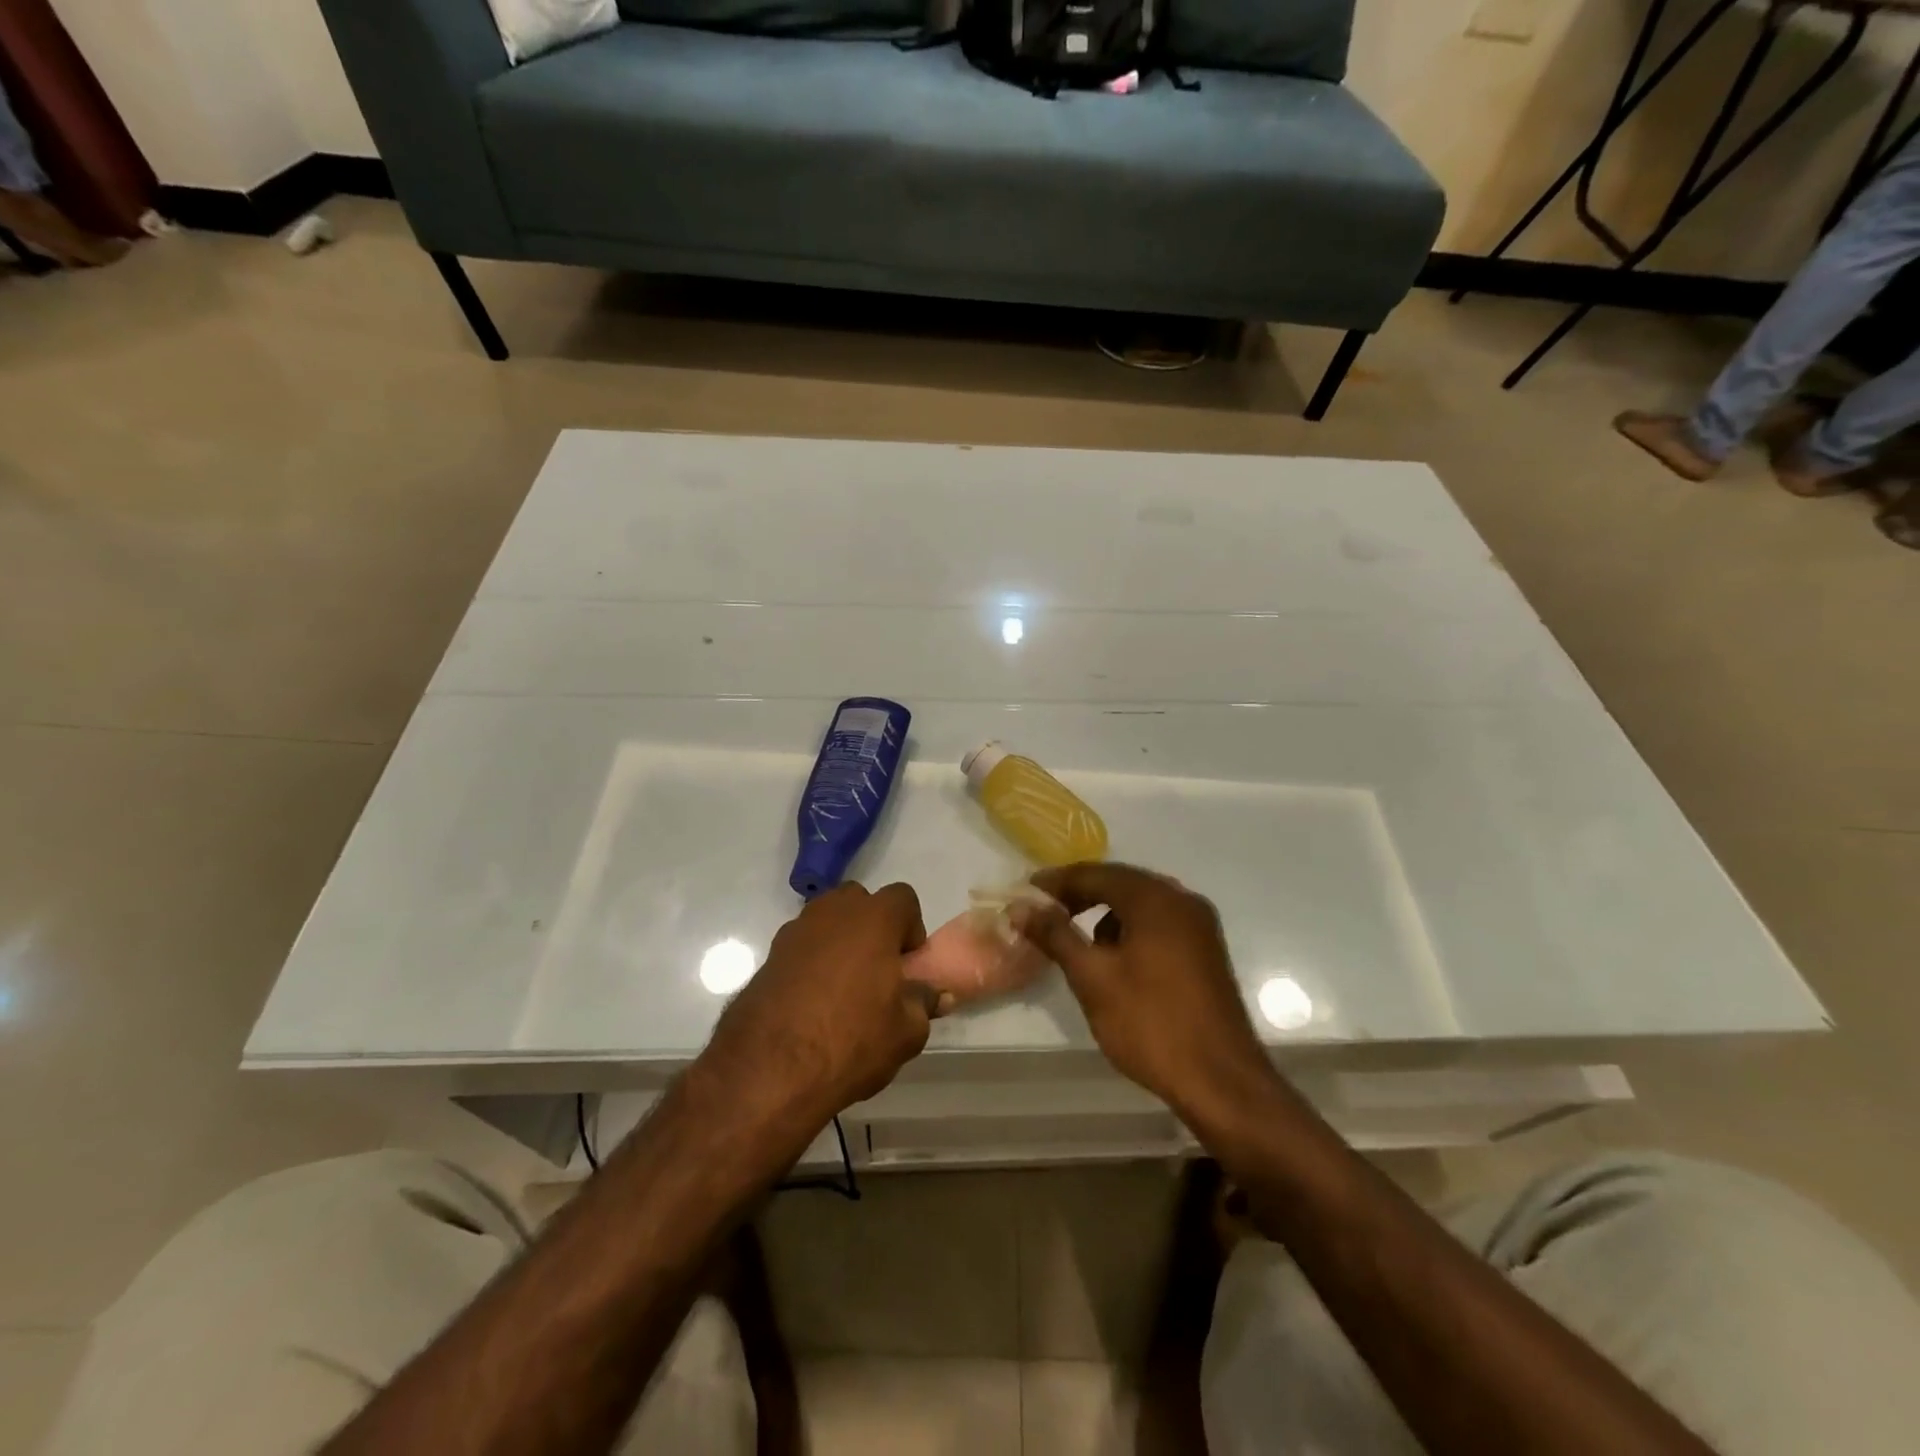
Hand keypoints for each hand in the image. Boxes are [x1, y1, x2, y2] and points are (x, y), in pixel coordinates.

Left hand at [703, 882, 936, 1125]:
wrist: (769, 1069)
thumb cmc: (852, 1040)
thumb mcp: (906, 1031)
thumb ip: (924, 1003)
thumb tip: (938, 994)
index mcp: (873, 918)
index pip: (903, 898)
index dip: (911, 928)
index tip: (908, 965)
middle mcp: (833, 912)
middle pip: (860, 902)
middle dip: (872, 927)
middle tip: (877, 971)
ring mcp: (795, 932)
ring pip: (827, 922)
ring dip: (839, 943)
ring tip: (843, 990)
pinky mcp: (768, 956)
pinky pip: (801, 947)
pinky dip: (811, 963)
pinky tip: (812, 1004)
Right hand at [1017, 863, 1273, 1117]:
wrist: (1221, 1081)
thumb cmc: (1150, 1023)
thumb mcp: (1092, 978)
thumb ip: (1056, 935)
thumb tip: (1021, 907)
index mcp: (1155, 899)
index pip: (1096, 874)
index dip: (1057, 882)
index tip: (1025, 893)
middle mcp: (1182, 901)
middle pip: (1121, 883)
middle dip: (1080, 895)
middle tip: (1044, 912)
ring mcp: (1200, 926)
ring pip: (1141, 905)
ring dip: (1106, 914)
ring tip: (1077, 940)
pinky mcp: (1206, 951)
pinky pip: (1159, 924)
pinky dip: (1131, 930)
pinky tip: (1116, 960)